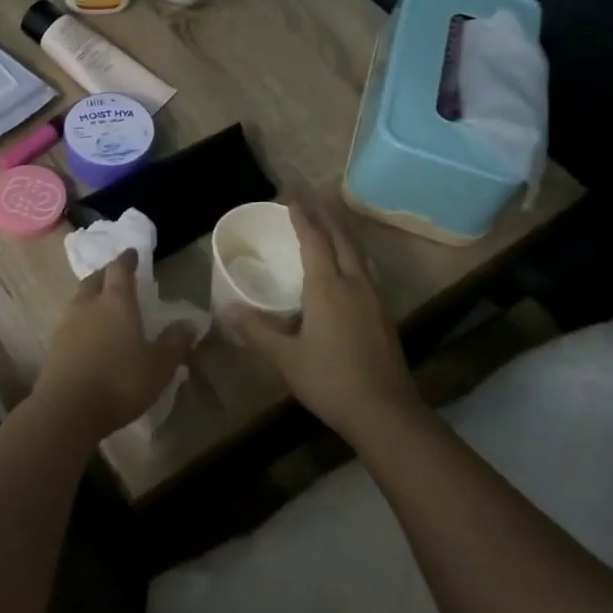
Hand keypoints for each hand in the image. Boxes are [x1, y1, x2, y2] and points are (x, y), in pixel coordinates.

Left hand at [38, 251, 194, 438]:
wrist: (68, 409)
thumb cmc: (120, 381)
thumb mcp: (159, 366)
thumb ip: (175, 343)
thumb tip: (189, 324)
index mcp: (116, 301)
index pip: (120, 269)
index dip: (128, 259)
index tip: (132, 253)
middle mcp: (88, 304)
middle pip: (95, 279)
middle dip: (106, 274)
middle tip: (117, 277)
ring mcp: (67, 323)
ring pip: (80, 299)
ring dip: (92, 297)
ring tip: (104, 306)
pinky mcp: (54, 345)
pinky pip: (70, 322)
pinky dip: (82, 321)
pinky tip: (90, 335)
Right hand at [224, 204, 416, 439]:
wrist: (384, 411)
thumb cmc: (330, 380)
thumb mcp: (286, 357)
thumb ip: (257, 329)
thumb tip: (227, 308)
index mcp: (327, 287)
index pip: (315, 241)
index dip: (303, 219)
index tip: (292, 201)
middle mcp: (354, 283)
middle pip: (342, 239)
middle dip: (326, 218)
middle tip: (312, 203)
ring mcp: (375, 297)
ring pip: (361, 252)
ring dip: (345, 233)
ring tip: (334, 224)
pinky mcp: (385, 313)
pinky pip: (369, 269)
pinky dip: (357, 254)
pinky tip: (354, 265)